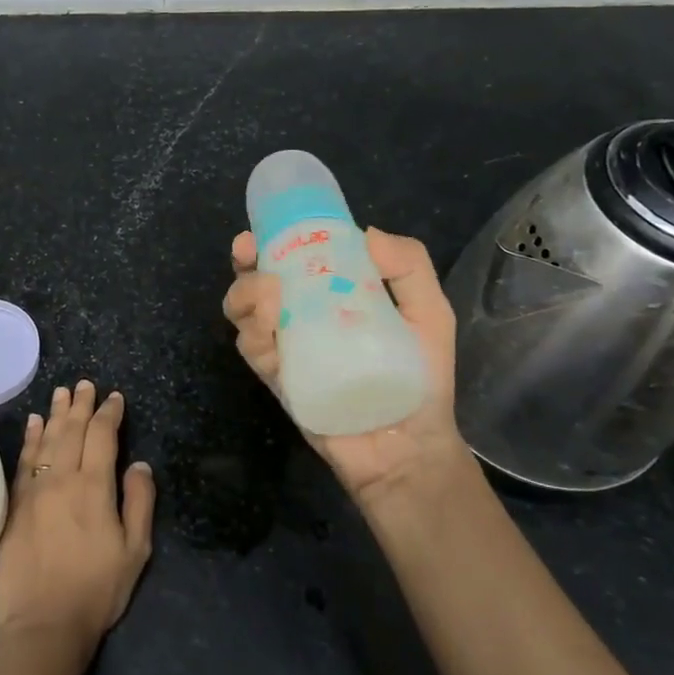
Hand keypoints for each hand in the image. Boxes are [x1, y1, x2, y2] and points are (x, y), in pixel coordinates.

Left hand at [0, 380, 154, 660]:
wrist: (43, 624)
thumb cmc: (97, 590)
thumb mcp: (135, 551)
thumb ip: (139, 502)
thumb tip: (139, 464)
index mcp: (94, 487)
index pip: (102, 436)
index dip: (109, 413)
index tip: (114, 398)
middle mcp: (62, 479)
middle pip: (71, 430)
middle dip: (80, 405)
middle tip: (84, 384)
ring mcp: (34, 490)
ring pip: (45, 439)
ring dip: (54, 414)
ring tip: (61, 393)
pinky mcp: (15, 505)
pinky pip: (23, 460)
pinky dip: (29, 438)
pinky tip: (32, 424)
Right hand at [223, 227, 475, 506]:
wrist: (410, 446)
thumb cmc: (422, 378)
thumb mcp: (429, 314)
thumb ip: (410, 268)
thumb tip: (366, 232)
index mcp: (331, 298)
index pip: (293, 261)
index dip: (273, 241)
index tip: (265, 228)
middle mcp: (300, 319)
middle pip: (255, 283)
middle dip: (244, 264)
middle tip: (248, 252)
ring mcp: (285, 350)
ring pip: (243, 314)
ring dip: (246, 294)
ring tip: (271, 292)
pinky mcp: (278, 380)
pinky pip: (253, 350)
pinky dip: (254, 332)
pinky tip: (271, 324)